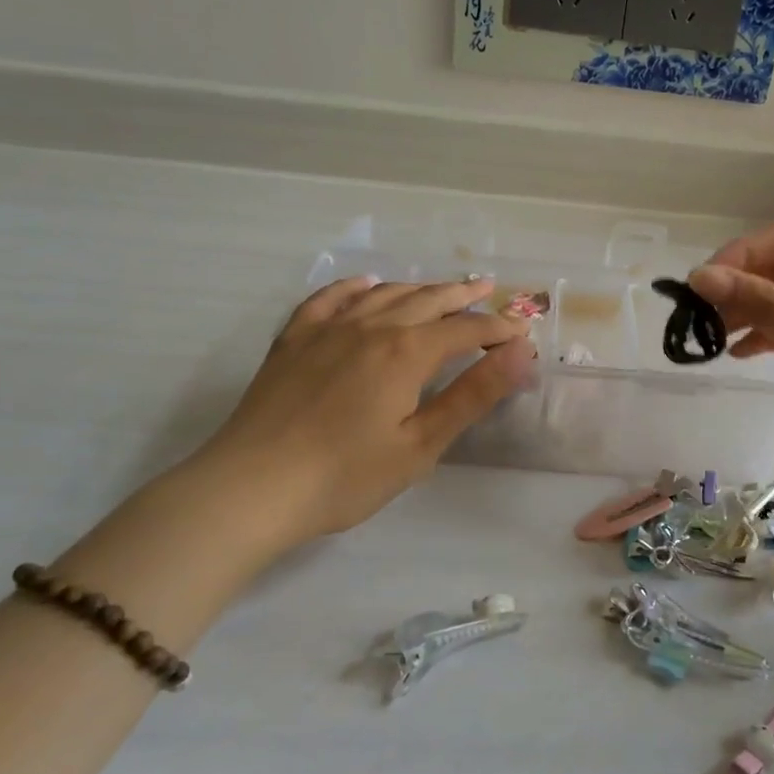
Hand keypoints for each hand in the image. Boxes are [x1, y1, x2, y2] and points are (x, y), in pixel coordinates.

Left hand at [186, 276, 535, 548]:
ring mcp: (327, 329)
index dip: (498, 329)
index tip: (522, 333)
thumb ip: (472, 394)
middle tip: (488, 289)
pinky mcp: (293, 340)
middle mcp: (370, 327)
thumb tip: (520, 353)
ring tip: (439, 288)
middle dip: (462, 296)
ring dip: (418, 288)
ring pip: (383, 295)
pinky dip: (355, 287)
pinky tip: (366, 285)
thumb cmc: (345, 477)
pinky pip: (329, 298)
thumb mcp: (420, 444)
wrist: (252, 488)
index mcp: (406, 352)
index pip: (465, 330)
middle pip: (427, 301)